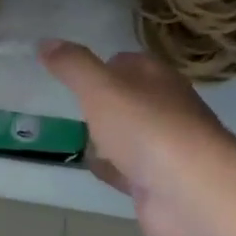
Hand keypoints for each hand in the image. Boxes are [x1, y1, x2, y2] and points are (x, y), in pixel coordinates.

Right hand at [40, 41, 235, 235]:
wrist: (190, 194)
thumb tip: (44, 41)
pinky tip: (94, 168)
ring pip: (126, 136)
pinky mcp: (158, 183)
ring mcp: (163, 148)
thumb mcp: (100, 88)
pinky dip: (112, 169)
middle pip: (126, 100)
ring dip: (105, 138)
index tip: (69, 72)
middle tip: (67, 105)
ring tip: (73, 136)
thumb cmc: (145, 128)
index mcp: (156, 78)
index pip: (126, 62)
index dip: (100, 65)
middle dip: (101, 104)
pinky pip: (127, 169)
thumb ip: (72, 66)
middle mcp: (164, 108)